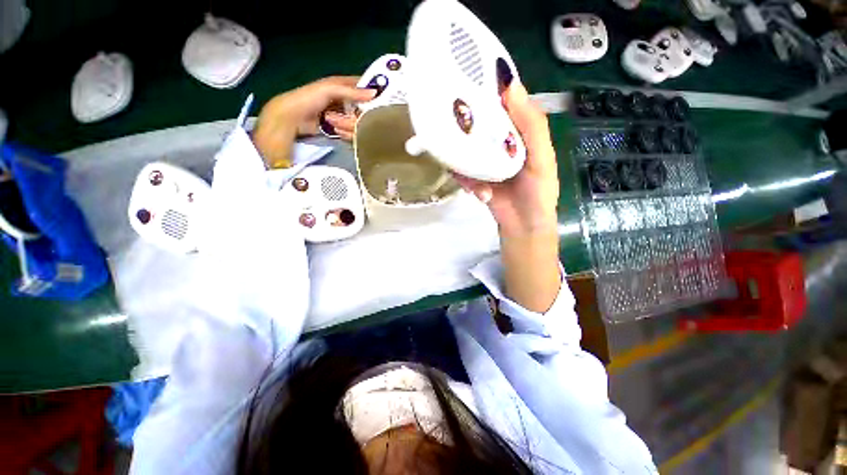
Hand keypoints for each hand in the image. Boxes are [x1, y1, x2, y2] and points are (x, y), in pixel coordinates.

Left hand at [252, 76, 375, 167]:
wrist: (293, 118)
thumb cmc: (309, 98)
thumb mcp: (331, 89)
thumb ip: (352, 91)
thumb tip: (374, 93)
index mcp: (342, 85)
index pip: (362, 85)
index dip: (373, 89)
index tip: (386, 98)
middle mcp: (343, 99)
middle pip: (361, 104)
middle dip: (367, 110)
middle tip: (377, 117)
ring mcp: (341, 113)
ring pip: (357, 118)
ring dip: (358, 122)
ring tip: (361, 125)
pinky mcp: (338, 126)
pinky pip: (350, 128)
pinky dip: (351, 130)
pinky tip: (353, 131)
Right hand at [452, 83, 559, 237]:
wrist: (523, 227)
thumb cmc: (539, 192)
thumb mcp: (542, 158)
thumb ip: (531, 126)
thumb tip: (510, 85)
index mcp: (518, 130)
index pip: (502, 101)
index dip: (487, 87)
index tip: (466, 76)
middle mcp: (499, 140)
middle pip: (477, 122)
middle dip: (464, 123)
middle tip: (450, 121)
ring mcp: (484, 159)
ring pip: (464, 148)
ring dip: (463, 159)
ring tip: (471, 173)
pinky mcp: (473, 176)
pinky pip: (461, 171)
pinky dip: (465, 181)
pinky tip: (478, 192)